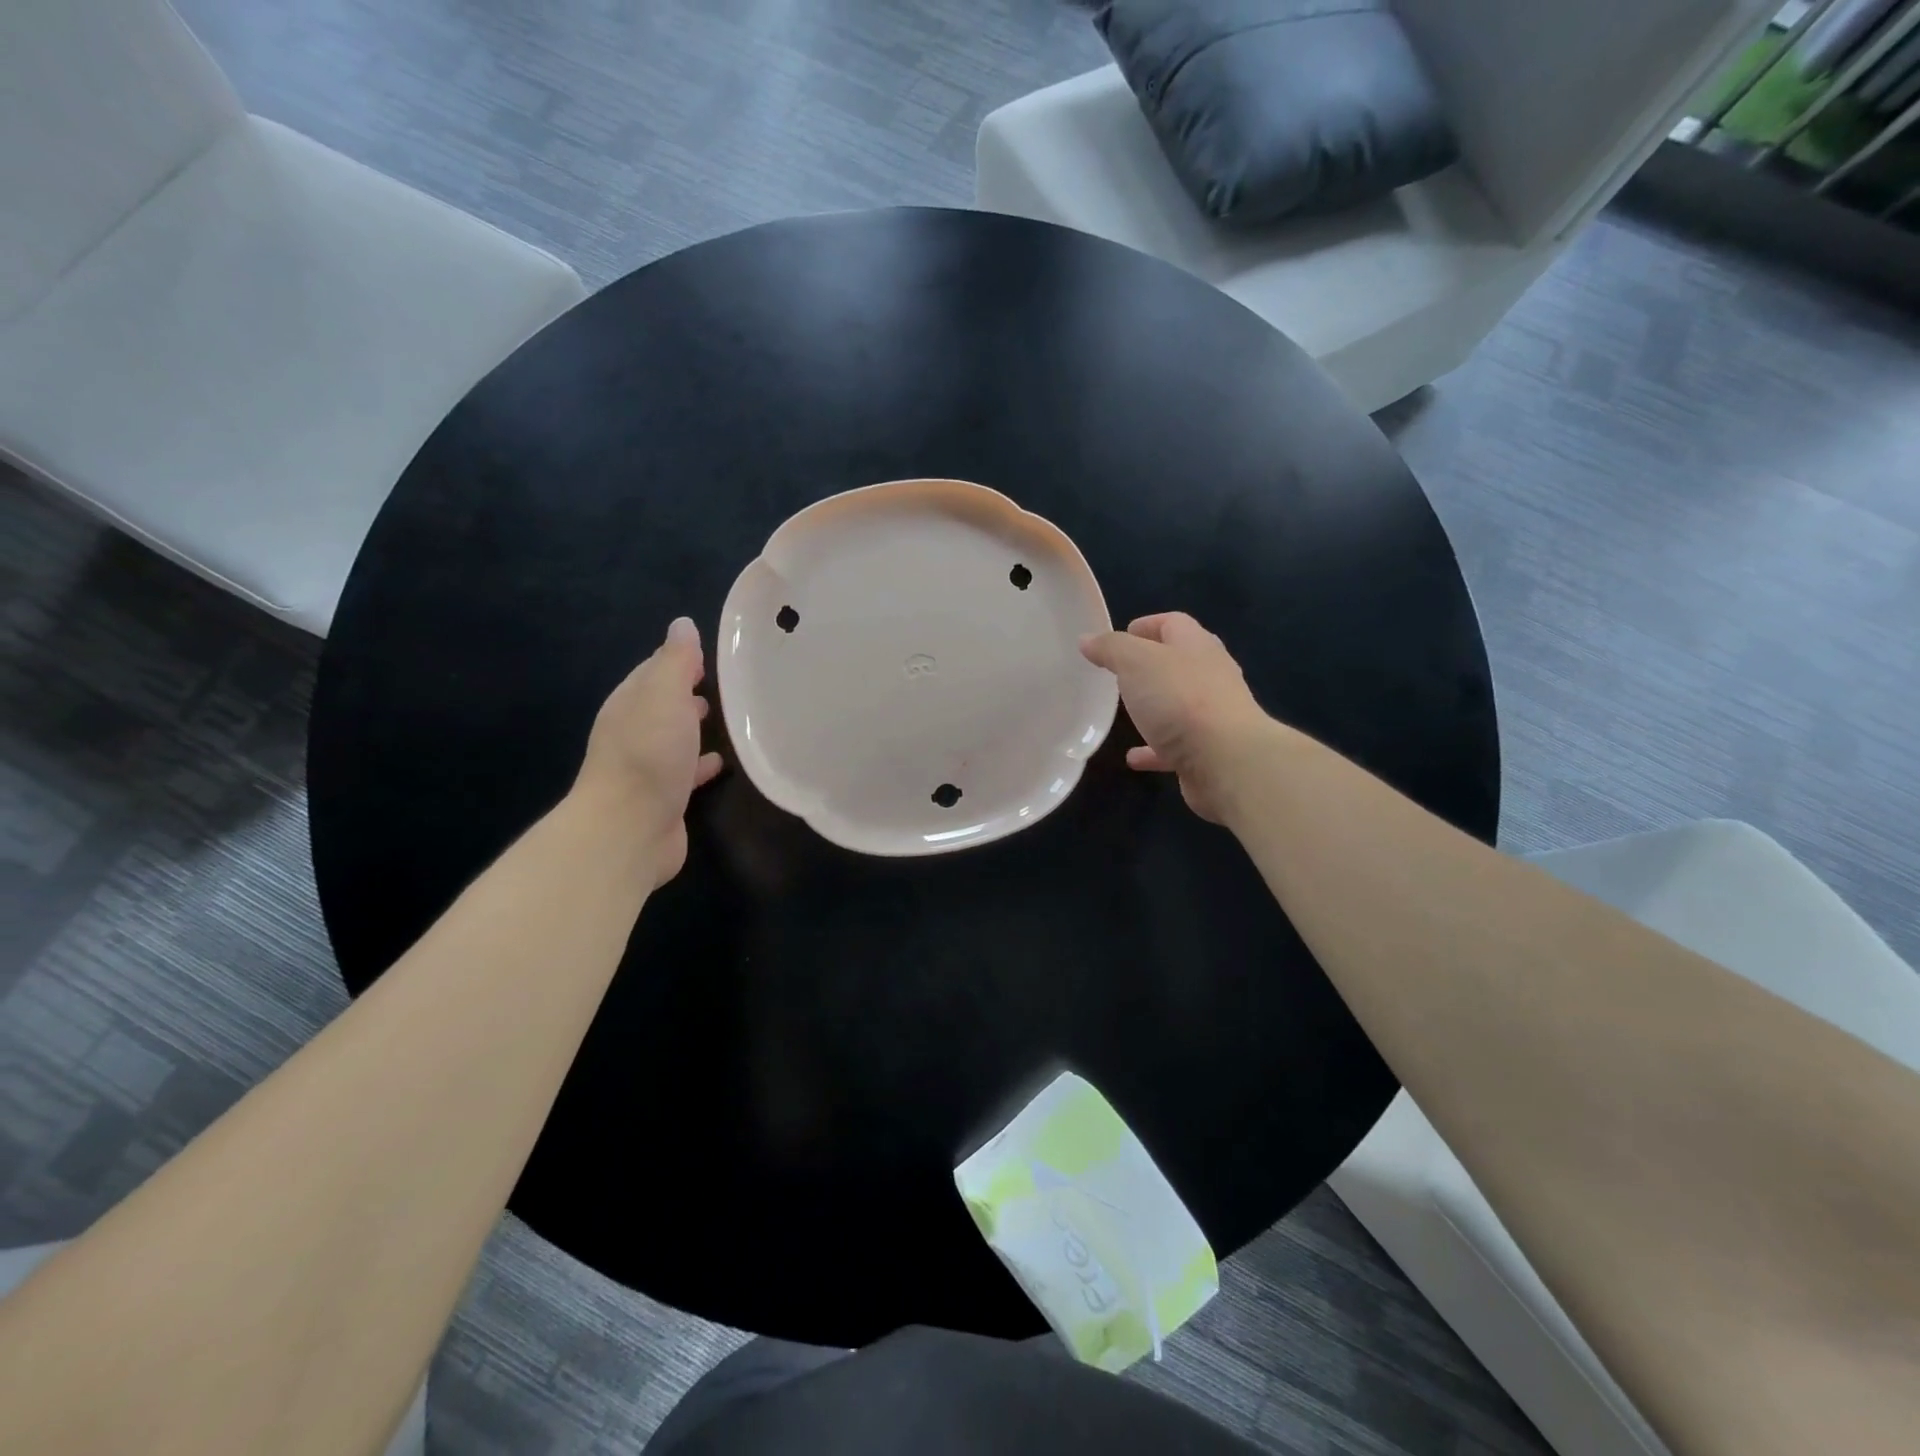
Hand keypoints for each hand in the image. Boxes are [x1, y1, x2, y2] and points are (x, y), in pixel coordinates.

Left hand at [575, 617, 724, 883]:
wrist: (629, 828)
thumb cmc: (649, 754)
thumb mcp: (664, 695)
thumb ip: (675, 660)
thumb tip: (682, 624)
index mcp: (629, 704)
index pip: (653, 672)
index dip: (679, 660)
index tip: (710, 656)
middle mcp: (633, 733)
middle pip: (662, 705)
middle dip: (687, 694)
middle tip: (723, 686)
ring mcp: (646, 768)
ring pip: (674, 739)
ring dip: (693, 728)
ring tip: (729, 720)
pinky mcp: (663, 798)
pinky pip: (686, 772)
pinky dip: (701, 764)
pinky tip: (722, 763)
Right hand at [1080, 612, 1275, 823]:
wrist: (1226, 761)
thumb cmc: (1180, 699)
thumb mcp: (1136, 662)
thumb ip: (1111, 648)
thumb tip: (1087, 640)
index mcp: (1196, 646)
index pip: (1174, 624)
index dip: (1148, 625)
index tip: (1122, 635)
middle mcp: (1210, 676)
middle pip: (1180, 662)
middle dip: (1153, 665)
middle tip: (1121, 672)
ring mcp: (1213, 715)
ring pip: (1179, 704)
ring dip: (1155, 707)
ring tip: (1126, 712)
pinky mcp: (1209, 751)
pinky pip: (1175, 746)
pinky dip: (1154, 749)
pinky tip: (1133, 758)